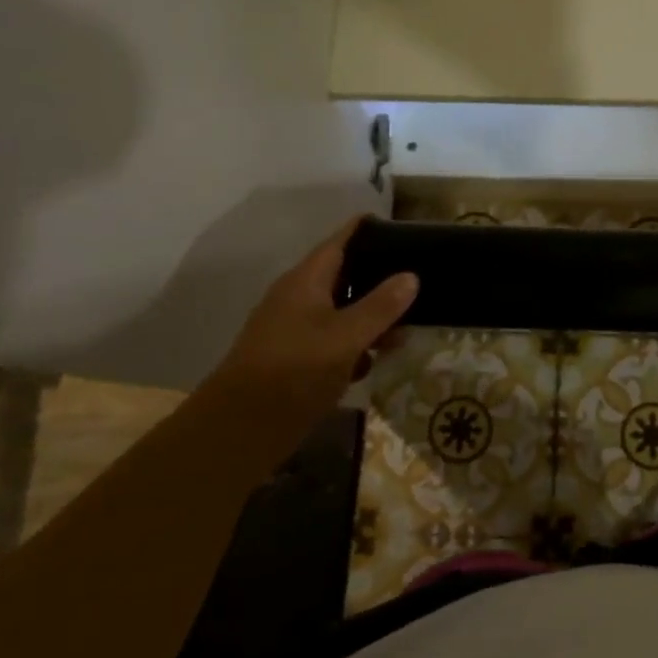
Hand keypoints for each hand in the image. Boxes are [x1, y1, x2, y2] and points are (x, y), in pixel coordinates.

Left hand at [206, 216, 417, 431]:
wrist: (240, 429)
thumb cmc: (295, 371)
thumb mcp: (346, 337)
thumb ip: (380, 306)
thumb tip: (411, 276)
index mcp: (306, 281)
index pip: (340, 241)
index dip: (368, 230)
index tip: (401, 227)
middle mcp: (298, 298)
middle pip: (344, 275)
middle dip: (379, 280)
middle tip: (417, 283)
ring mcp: (294, 329)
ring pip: (341, 311)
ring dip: (371, 318)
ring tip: (405, 331)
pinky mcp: (294, 359)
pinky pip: (331, 340)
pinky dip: (353, 346)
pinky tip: (373, 362)